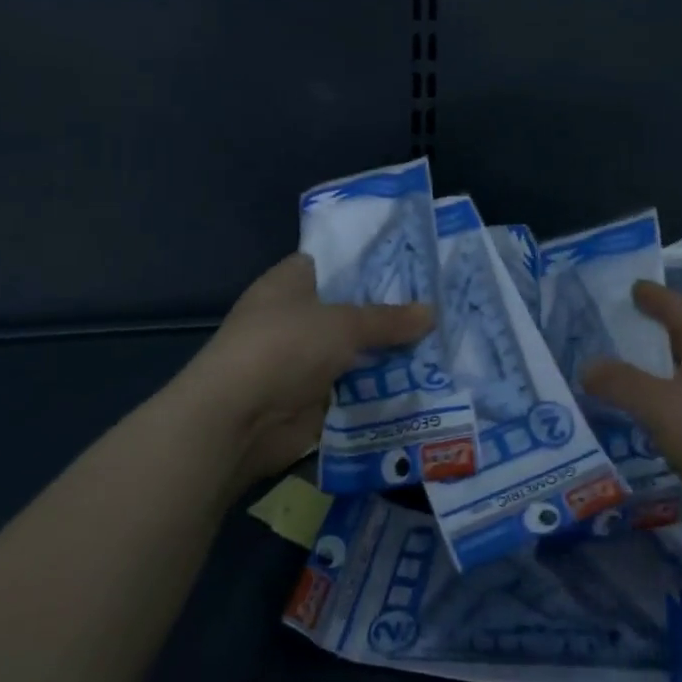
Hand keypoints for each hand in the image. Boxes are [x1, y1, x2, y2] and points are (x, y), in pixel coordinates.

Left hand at [190, 253, 433, 496]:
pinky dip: (381, 387)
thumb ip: (388, 319)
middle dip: (391, 312)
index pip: (335, 262)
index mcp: (291, 282)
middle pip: (351, 309)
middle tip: (440, 305)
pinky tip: (424, 380)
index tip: (413, 264)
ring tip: (443, 343)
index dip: (371, 262)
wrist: (238, 419)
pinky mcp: (313, 396)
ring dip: (390, 353)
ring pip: (357, 350)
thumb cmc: (285, 347)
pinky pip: (356, 386)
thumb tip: (432, 313)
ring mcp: (303, 358)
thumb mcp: (344, 324)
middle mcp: (296, 316)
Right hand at [583, 281, 681, 558]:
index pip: (677, 306)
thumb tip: (587, 365)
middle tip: (611, 327)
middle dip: (649, 331)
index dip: (652, 295)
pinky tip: (643, 417)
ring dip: (654, 371)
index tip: (630, 286)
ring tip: (617, 371)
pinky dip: (663, 404)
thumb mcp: (661, 406)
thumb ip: (621, 382)